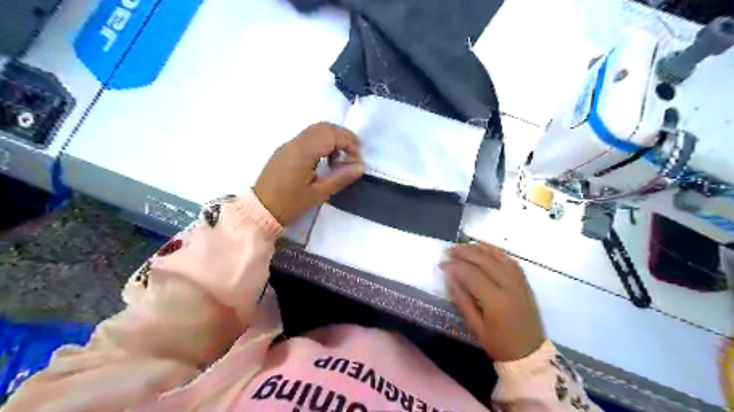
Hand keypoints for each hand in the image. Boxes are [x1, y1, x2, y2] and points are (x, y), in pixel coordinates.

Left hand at [254, 122, 364, 224]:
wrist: (260, 210)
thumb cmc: (290, 204)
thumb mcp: (318, 194)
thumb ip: (340, 177)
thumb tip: (360, 167)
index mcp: (304, 151)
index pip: (332, 136)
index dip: (349, 144)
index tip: (357, 161)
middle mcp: (296, 142)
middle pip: (325, 127)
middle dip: (343, 137)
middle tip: (354, 154)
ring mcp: (289, 144)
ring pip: (316, 130)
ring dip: (333, 138)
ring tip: (341, 157)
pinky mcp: (285, 150)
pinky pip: (307, 137)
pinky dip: (322, 141)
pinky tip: (326, 158)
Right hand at [441, 242, 543, 360]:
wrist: (531, 354)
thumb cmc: (499, 344)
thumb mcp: (475, 327)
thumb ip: (461, 300)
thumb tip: (449, 277)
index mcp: (496, 301)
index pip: (472, 274)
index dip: (455, 266)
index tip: (441, 264)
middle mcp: (509, 286)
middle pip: (484, 260)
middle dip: (464, 252)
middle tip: (448, 252)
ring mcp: (519, 282)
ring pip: (498, 255)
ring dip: (478, 248)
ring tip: (462, 247)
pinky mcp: (525, 281)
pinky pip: (509, 259)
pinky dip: (495, 252)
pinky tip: (484, 251)